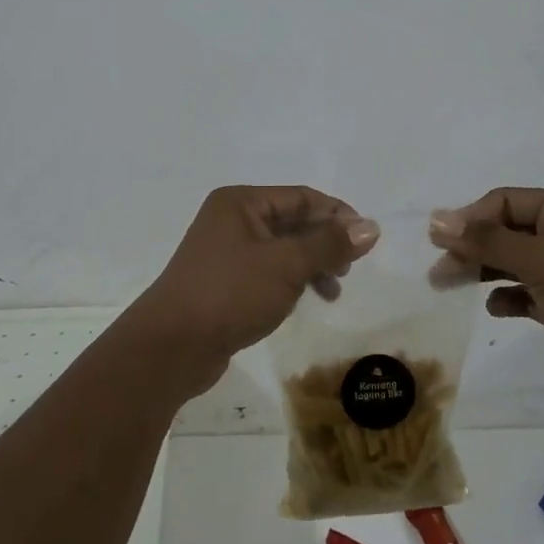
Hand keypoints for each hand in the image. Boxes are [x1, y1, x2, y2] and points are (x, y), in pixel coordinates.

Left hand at [130, 186, 380, 395]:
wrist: (172, 346)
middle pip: (292, 221)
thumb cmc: (230, 293)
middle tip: (349, 268)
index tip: (366, 240)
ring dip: (312, 265)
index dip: (337, 215)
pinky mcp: (225, 283)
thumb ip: (329, 245)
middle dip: (325, 243)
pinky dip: (292, 281)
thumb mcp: (287, 265)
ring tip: (334, 290)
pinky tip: (306, 300)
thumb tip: (371, 227)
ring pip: (282, 249)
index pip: (301, 197)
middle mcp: (232, 220)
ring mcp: (226, 252)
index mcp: (241, 202)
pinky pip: (268, 272)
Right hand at [427, 187, 543, 412]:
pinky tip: (496, 309)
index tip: (438, 245)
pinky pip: (524, 291)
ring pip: (511, 260)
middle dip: (470, 248)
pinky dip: (507, 296)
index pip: (503, 202)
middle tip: (438, 273)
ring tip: (449, 287)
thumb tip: (436, 220)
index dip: (469, 220)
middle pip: (504, 230)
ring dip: (482, 271)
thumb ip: (489, 241)